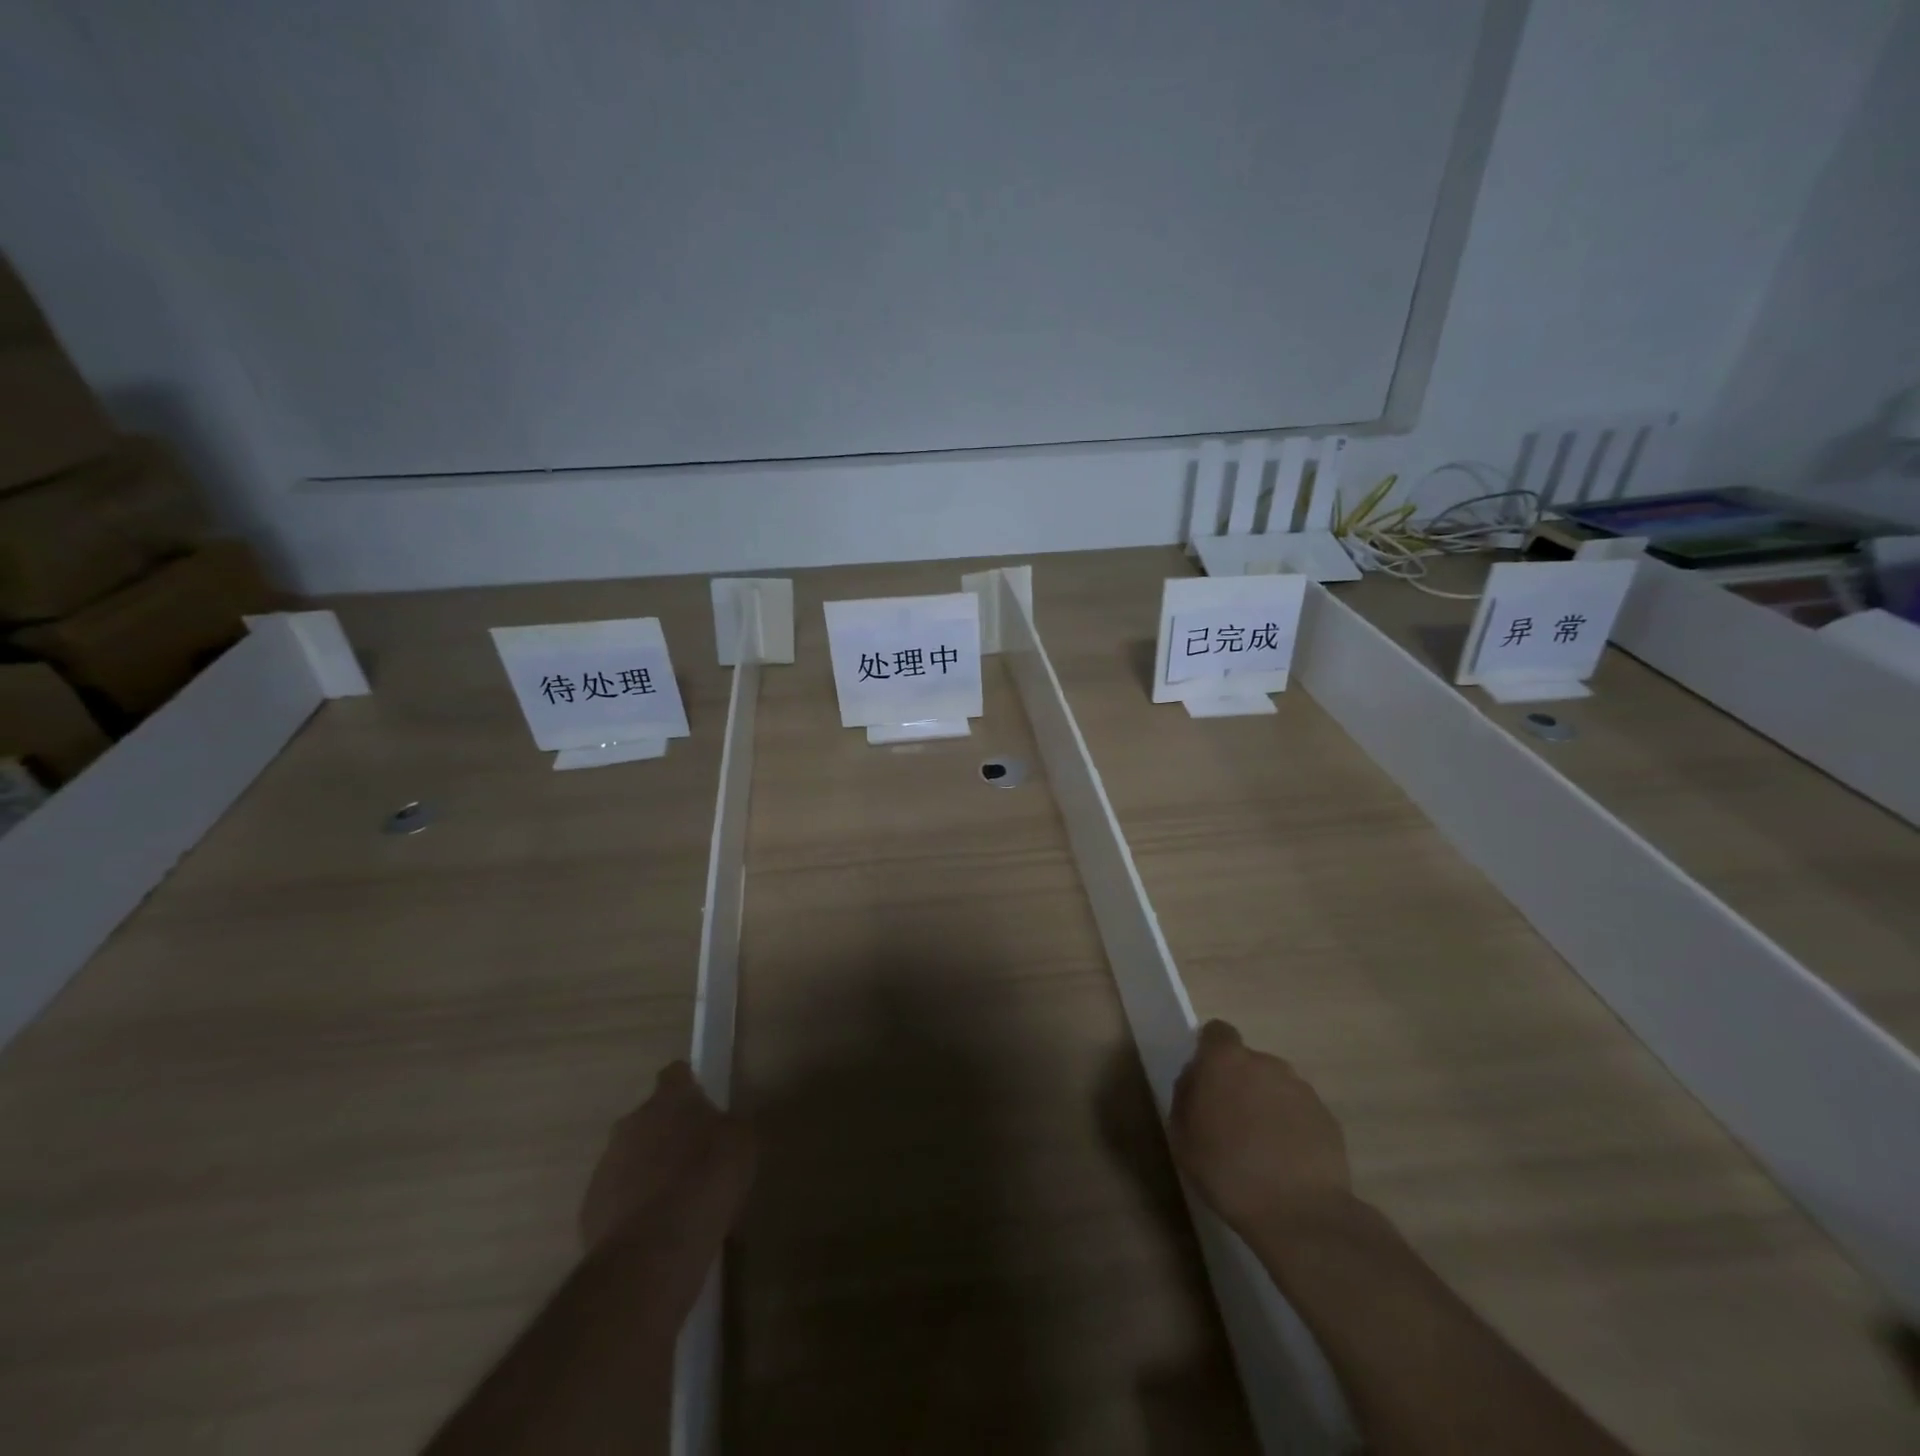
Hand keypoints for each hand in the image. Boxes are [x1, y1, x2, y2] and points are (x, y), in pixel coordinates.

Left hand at [580, 1061, 755, 1251]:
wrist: (654, 1251)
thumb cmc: (707, 1181)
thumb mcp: (742, 1143)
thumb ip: (728, 1126)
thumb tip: (721, 1127)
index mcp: (670, 1099)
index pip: (676, 1074)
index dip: (689, 1086)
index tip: (702, 1103)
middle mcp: (631, 1123)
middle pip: (650, 1118)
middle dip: (668, 1133)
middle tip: (694, 1158)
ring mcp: (606, 1166)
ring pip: (631, 1158)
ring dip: (649, 1171)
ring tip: (677, 1202)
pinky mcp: (589, 1208)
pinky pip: (617, 1197)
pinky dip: (633, 1207)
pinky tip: (657, 1230)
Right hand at [1170, 1020, 1351, 1234]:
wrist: (1300, 1214)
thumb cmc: (1227, 1171)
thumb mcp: (1182, 1137)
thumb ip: (1186, 1097)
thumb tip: (1196, 1081)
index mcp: (1225, 1061)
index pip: (1217, 1033)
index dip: (1210, 1052)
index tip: (1207, 1082)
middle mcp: (1266, 1063)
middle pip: (1248, 1062)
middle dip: (1239, 1084)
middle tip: (1230, 1123)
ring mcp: (1301, 1089)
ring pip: (1275, 1087)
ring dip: (1266, 1105)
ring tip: (1261, 1148)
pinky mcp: (1327, 1117)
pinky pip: (1299, 1112)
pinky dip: (1291, 1128)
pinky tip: (1287, 1163)